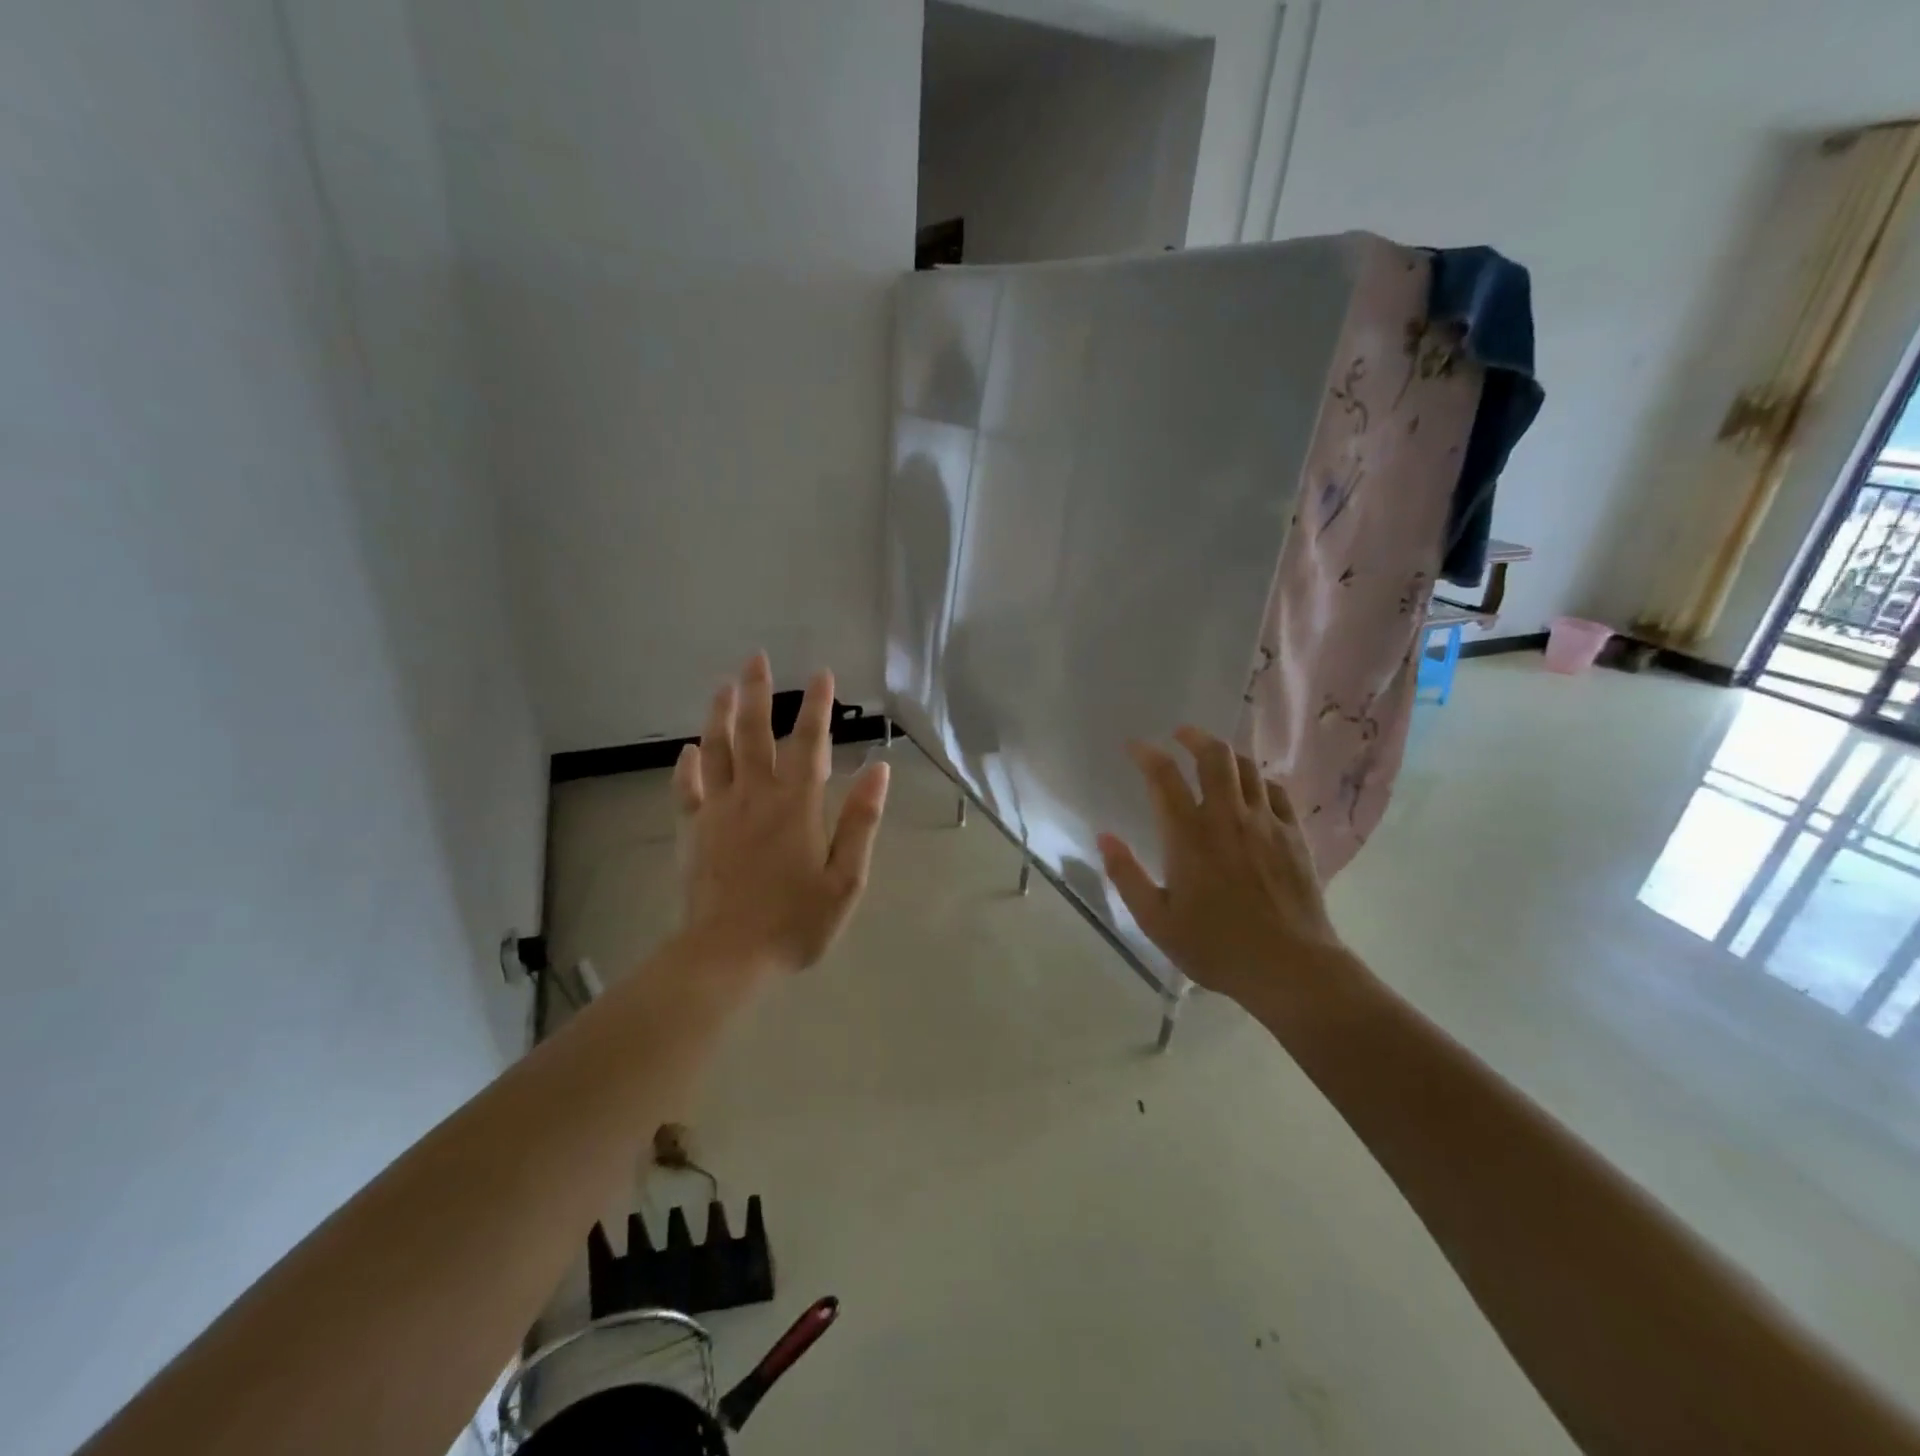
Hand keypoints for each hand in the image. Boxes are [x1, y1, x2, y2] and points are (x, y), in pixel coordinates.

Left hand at [670, 654, 889, 978]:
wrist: (726, 955)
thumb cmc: (794, 921)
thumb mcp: (845, 879)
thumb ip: (861, 821)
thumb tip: (880, 770)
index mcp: (797, 805)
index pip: (810, 743)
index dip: (817, 706)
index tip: (821, 674)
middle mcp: (756, 795)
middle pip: (755, 733)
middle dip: (758, 692)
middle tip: (756, 658)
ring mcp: (719, 811)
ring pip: (718, 750)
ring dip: (720, 714)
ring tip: (723, 685)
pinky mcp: (693, 831)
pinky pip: (688, 789)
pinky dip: (688, 766)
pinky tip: (689, 749)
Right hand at [1097, 727, 1346, 1005]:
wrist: (1290, 967)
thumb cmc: (1215, 946)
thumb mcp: (1156, 921)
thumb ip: (1127, 876)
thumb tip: (1104, 838)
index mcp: (1188, 835)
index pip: (1164, 776)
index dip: (1147, 754)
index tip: (1135, 746)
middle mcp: (1226, 817)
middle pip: (1214, 756)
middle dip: (1194, 737)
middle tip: (1181, 734)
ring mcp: (1265, 822)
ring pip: (1247, 767)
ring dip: (1227, 753)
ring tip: (1214, 756)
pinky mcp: (1294, 835)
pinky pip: (1276, 791)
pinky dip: (1259, 780)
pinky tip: (1253, 789)